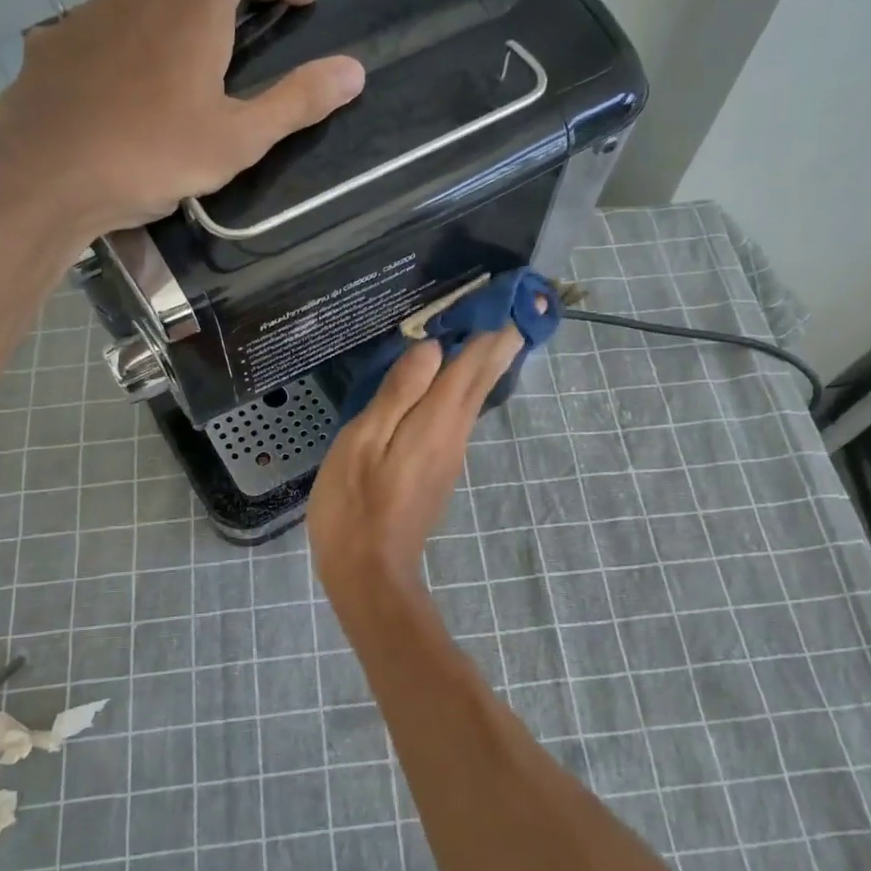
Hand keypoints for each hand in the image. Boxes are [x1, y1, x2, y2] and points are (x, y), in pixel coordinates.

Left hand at [0, 0, 364, 239]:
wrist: (45, 176)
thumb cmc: (151, 158)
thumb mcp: (237, 141)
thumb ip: (297, 102)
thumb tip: (355, 71)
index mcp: (193, 8)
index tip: (298, 4)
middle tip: (258, 21)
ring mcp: (92, 11)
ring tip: (199, 51)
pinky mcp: (58, 40)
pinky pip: (108, 15)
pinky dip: (138, 27)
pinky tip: (136, 77)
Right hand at [308, 328, 524, 602]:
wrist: (370, 573)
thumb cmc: (354, 505)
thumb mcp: (364, 441)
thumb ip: (399, 393)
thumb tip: (432, 348)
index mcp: (435, 421)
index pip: (470, 364)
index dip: (488, 330)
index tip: (507, 298)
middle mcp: (453, 434)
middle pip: (480, 382)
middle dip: (497, 345)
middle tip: (515, 310)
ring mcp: (449, 456)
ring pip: (473, 401)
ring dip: (483, 367)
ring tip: (491, 335)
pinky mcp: (438, 472)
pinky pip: (458, 418)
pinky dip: (464, 392)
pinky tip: (456, 386)